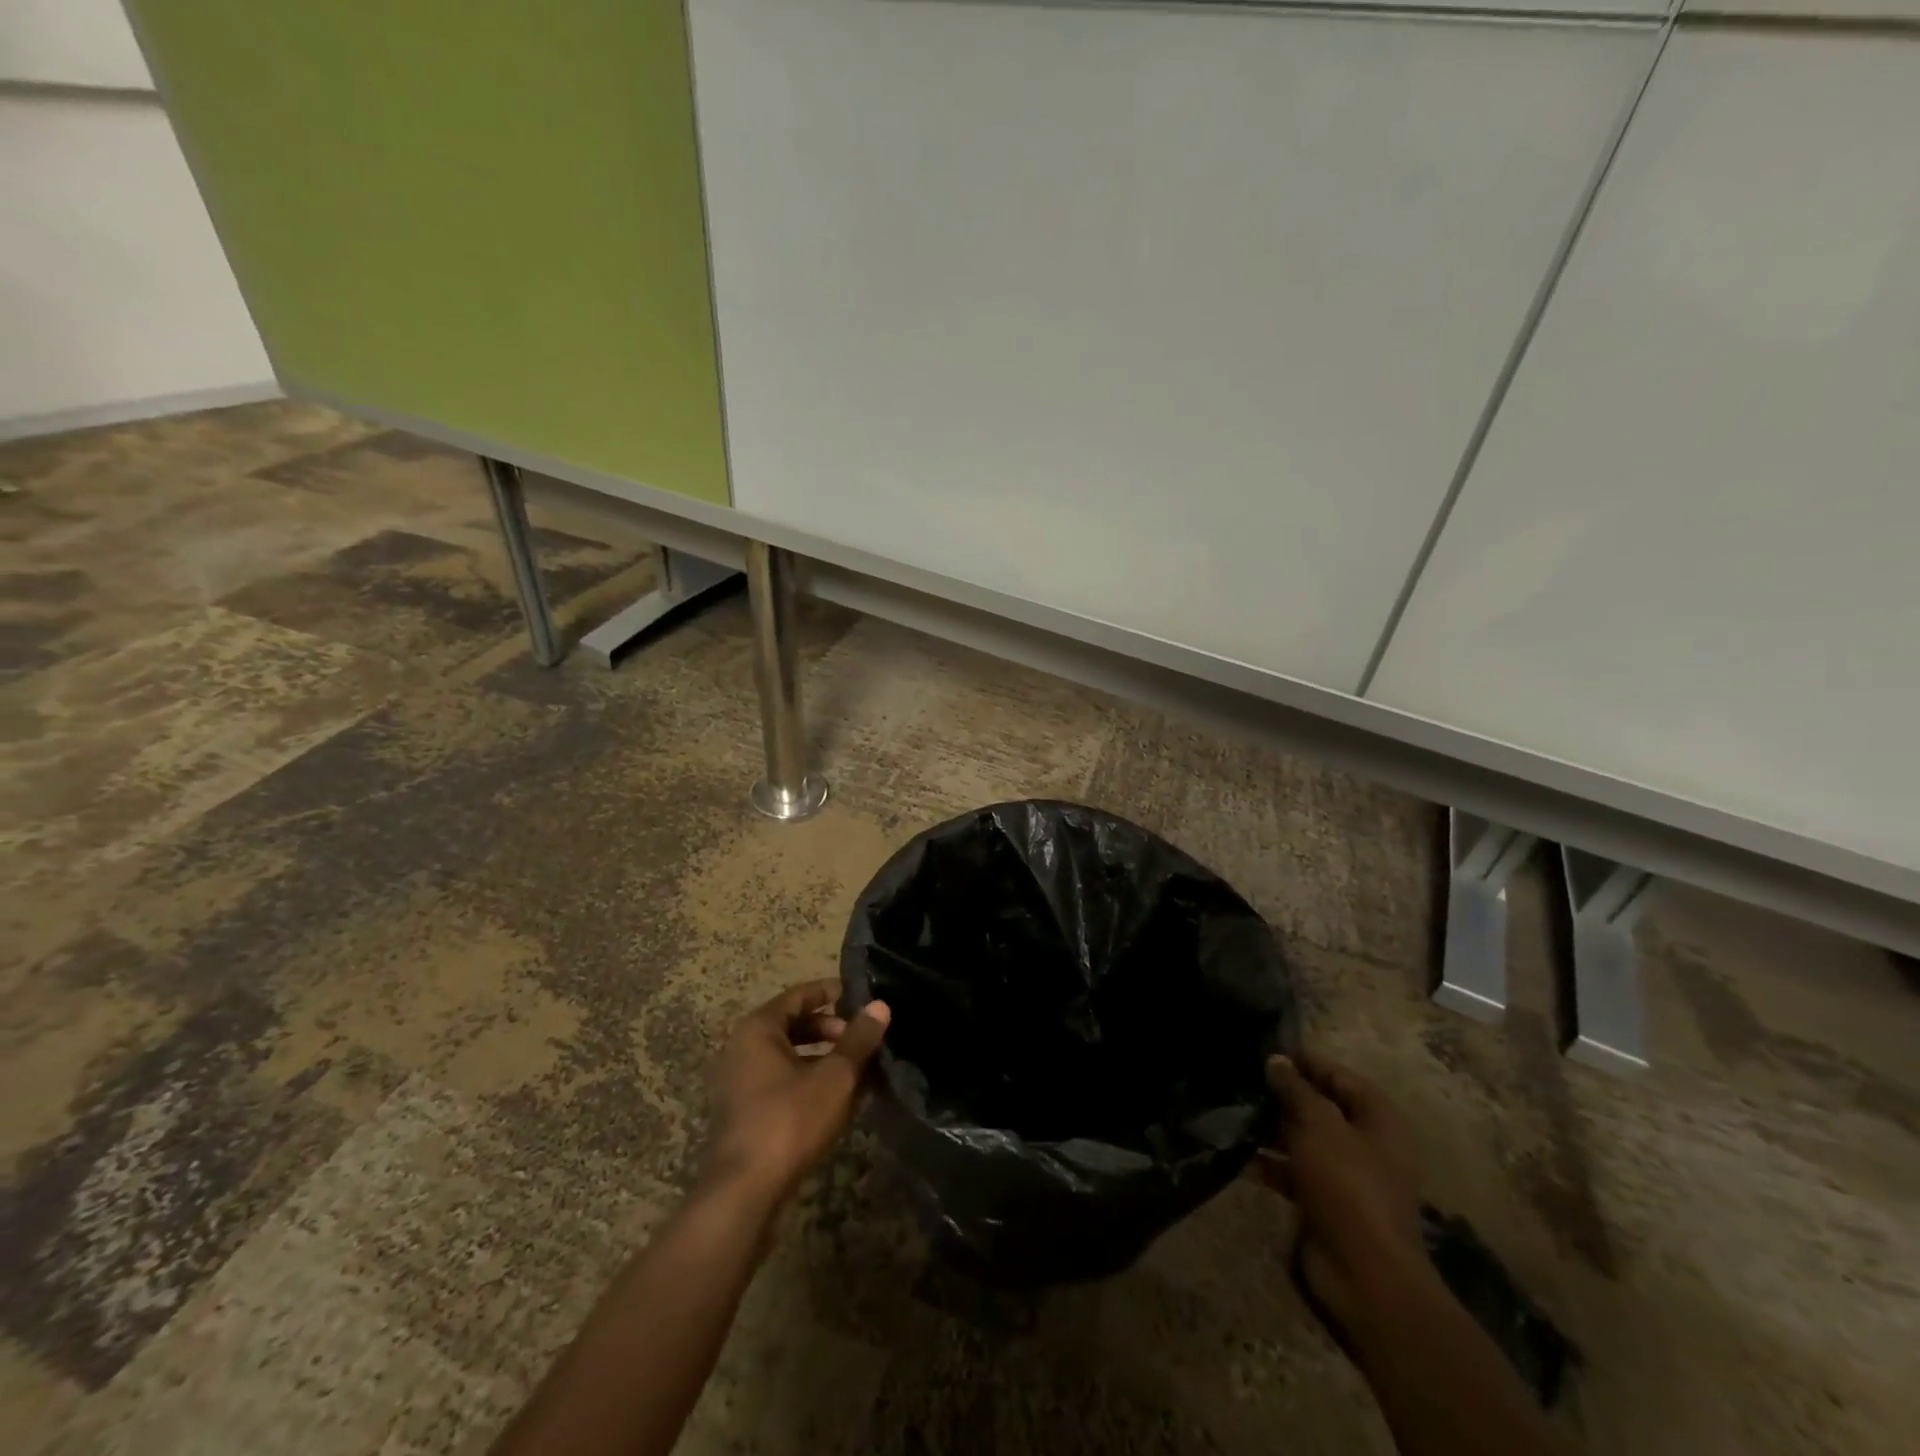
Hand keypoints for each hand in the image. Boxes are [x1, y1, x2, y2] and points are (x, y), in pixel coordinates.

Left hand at [705, 980, 890, 1204]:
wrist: (744, 1192)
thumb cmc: (789, 1120)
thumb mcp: (835, 1077)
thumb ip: (859, 1039)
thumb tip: (880, 1005)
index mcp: (759, 1028)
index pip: (800, 995)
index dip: (833, 992)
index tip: (863, 997)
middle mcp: (744, 1048)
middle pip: (795, 1025)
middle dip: (833, 1030)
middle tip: (865, 1040)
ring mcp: (742, 1082)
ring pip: (791, 1057)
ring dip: (825, 1059)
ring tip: (861, 1070)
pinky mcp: (747, 1112)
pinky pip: (783, 1082)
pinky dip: (811, 1082)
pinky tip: (841, 1101)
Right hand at [1260, 1051, 1436, 1339]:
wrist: (1365, 1274)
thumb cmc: (1348, 1186)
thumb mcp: (1319, 1126)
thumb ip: (1296, 1090)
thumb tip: (1276, 1060)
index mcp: (1378, 1119)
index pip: (1339, 1076)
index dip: (1305, 1062)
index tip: (1265, 1051)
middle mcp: (1366, 1143)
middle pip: (1321, 1107)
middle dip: (1284, 1096)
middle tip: (1242, 1081)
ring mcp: (1347, 1176)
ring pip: (1305, 1139)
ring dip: (1273, 1129)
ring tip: (1234, 1113)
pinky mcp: (1326, 1203)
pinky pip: (1295, 1171)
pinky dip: (1271, 1163)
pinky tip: (1240, 1154)